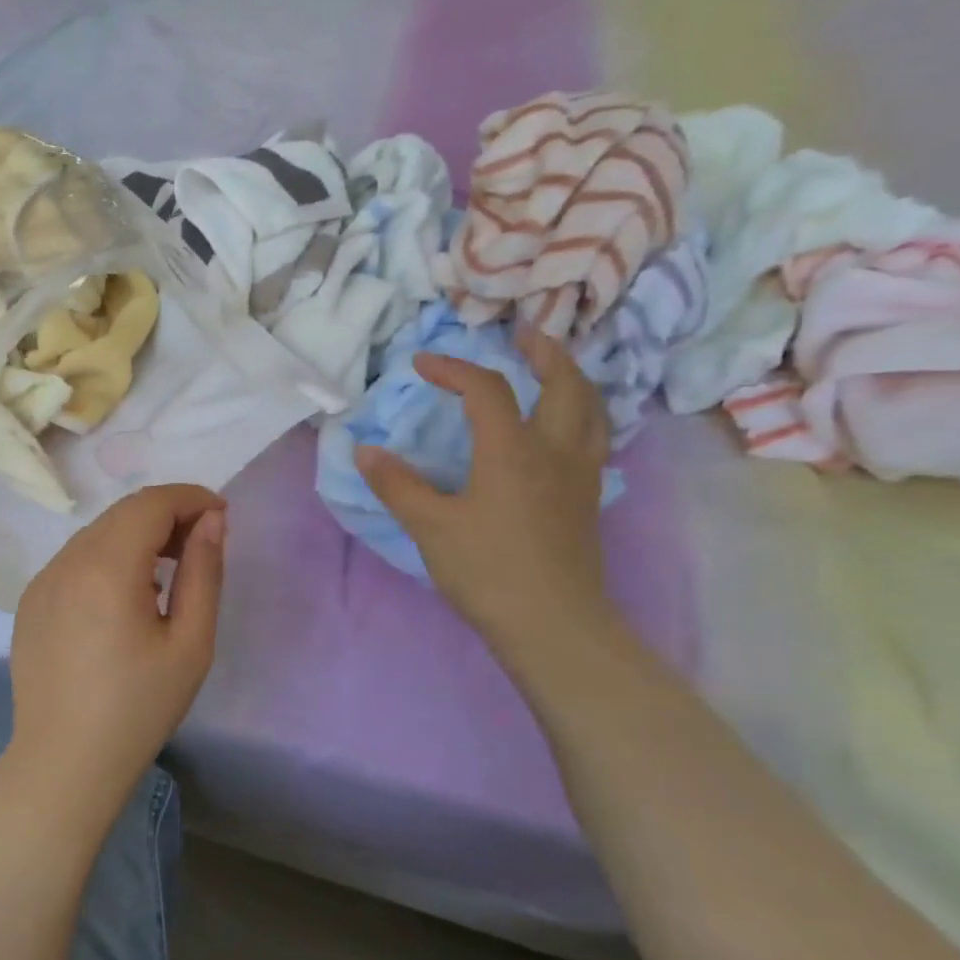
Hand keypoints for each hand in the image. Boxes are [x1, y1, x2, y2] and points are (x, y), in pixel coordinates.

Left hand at [8, 484, 226, 807]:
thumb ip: (204, 572)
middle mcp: (66, 561)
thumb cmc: (138, 708)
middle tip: (201, 543)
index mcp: (106, 566)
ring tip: (168, 570)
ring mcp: (42, 580)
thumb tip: (211, 521)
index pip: (151, 503)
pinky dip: (107, 558)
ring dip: (136, 535)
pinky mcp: (30, 602)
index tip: (221, 516)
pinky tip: (125, 596)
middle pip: (122, 513)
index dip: (191, 498)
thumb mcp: (190, 643)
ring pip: (97, 534)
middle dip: (166, 514)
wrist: (64, 762)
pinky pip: (75, 560)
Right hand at [355, 325, 612, 659]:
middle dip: (543, 353)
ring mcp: (580, 474)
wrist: (552, 623)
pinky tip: (564, 428)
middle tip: (524, 335)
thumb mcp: (430, 526)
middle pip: (564, 383)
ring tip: (554, 369)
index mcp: (512, 450)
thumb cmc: (487, 570)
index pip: (486, 390)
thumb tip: (365, 450)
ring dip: (572, 378)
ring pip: (590, 409)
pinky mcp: (588, 499)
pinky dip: (581, 414)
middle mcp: (554, 450)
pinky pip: (593, 438)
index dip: (453, 369)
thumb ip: (397, 484)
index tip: (422, 363)